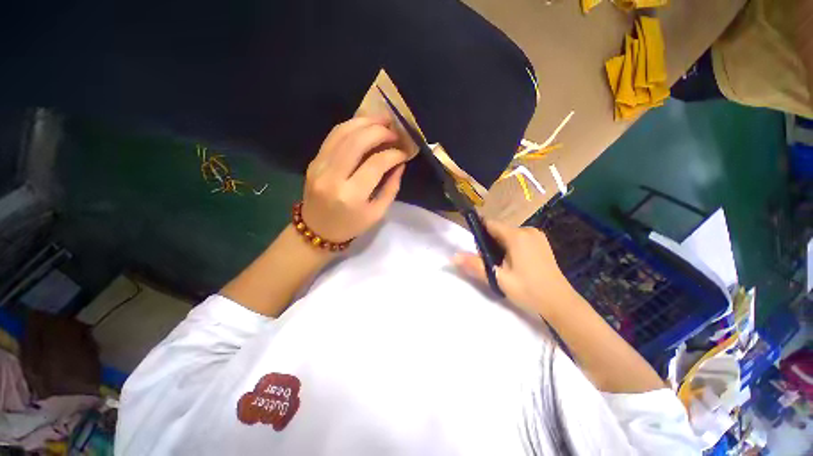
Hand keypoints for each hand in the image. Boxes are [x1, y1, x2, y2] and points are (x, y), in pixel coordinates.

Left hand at [301, 117, 407, 243]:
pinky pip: (332, 136)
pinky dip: (350, 126)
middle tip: (394, 131)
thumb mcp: (377, 213)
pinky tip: (364, 125)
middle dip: (380, 131)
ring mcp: (319, 166)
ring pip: (342, 132)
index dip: (393, 154)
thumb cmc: (351, 225)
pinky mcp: (313, 161)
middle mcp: (332, 177)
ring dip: (365, 122)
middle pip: (357, 141)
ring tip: (382, 120)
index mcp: (351, 195)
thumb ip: (391, 188)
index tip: (404, 152)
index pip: (376, 164)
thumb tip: (400, 163)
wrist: (317, 230)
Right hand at [453, 220, 573, 318]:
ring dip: (500, 247)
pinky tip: (515, 265)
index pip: (490, 224)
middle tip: (492, 264)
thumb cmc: (528, 290)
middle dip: (490, 244)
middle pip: (498, 230)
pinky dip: (510, 248)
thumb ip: (475, 265)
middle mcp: (528, 230)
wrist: (560, 303)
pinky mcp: (541, 243)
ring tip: (503, 267)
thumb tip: (453, 257)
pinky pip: (518, 239)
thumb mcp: (498, 278)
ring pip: (508, 235)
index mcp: (517, 236)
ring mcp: (537, 236)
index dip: (479, 234)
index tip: (478, 251)